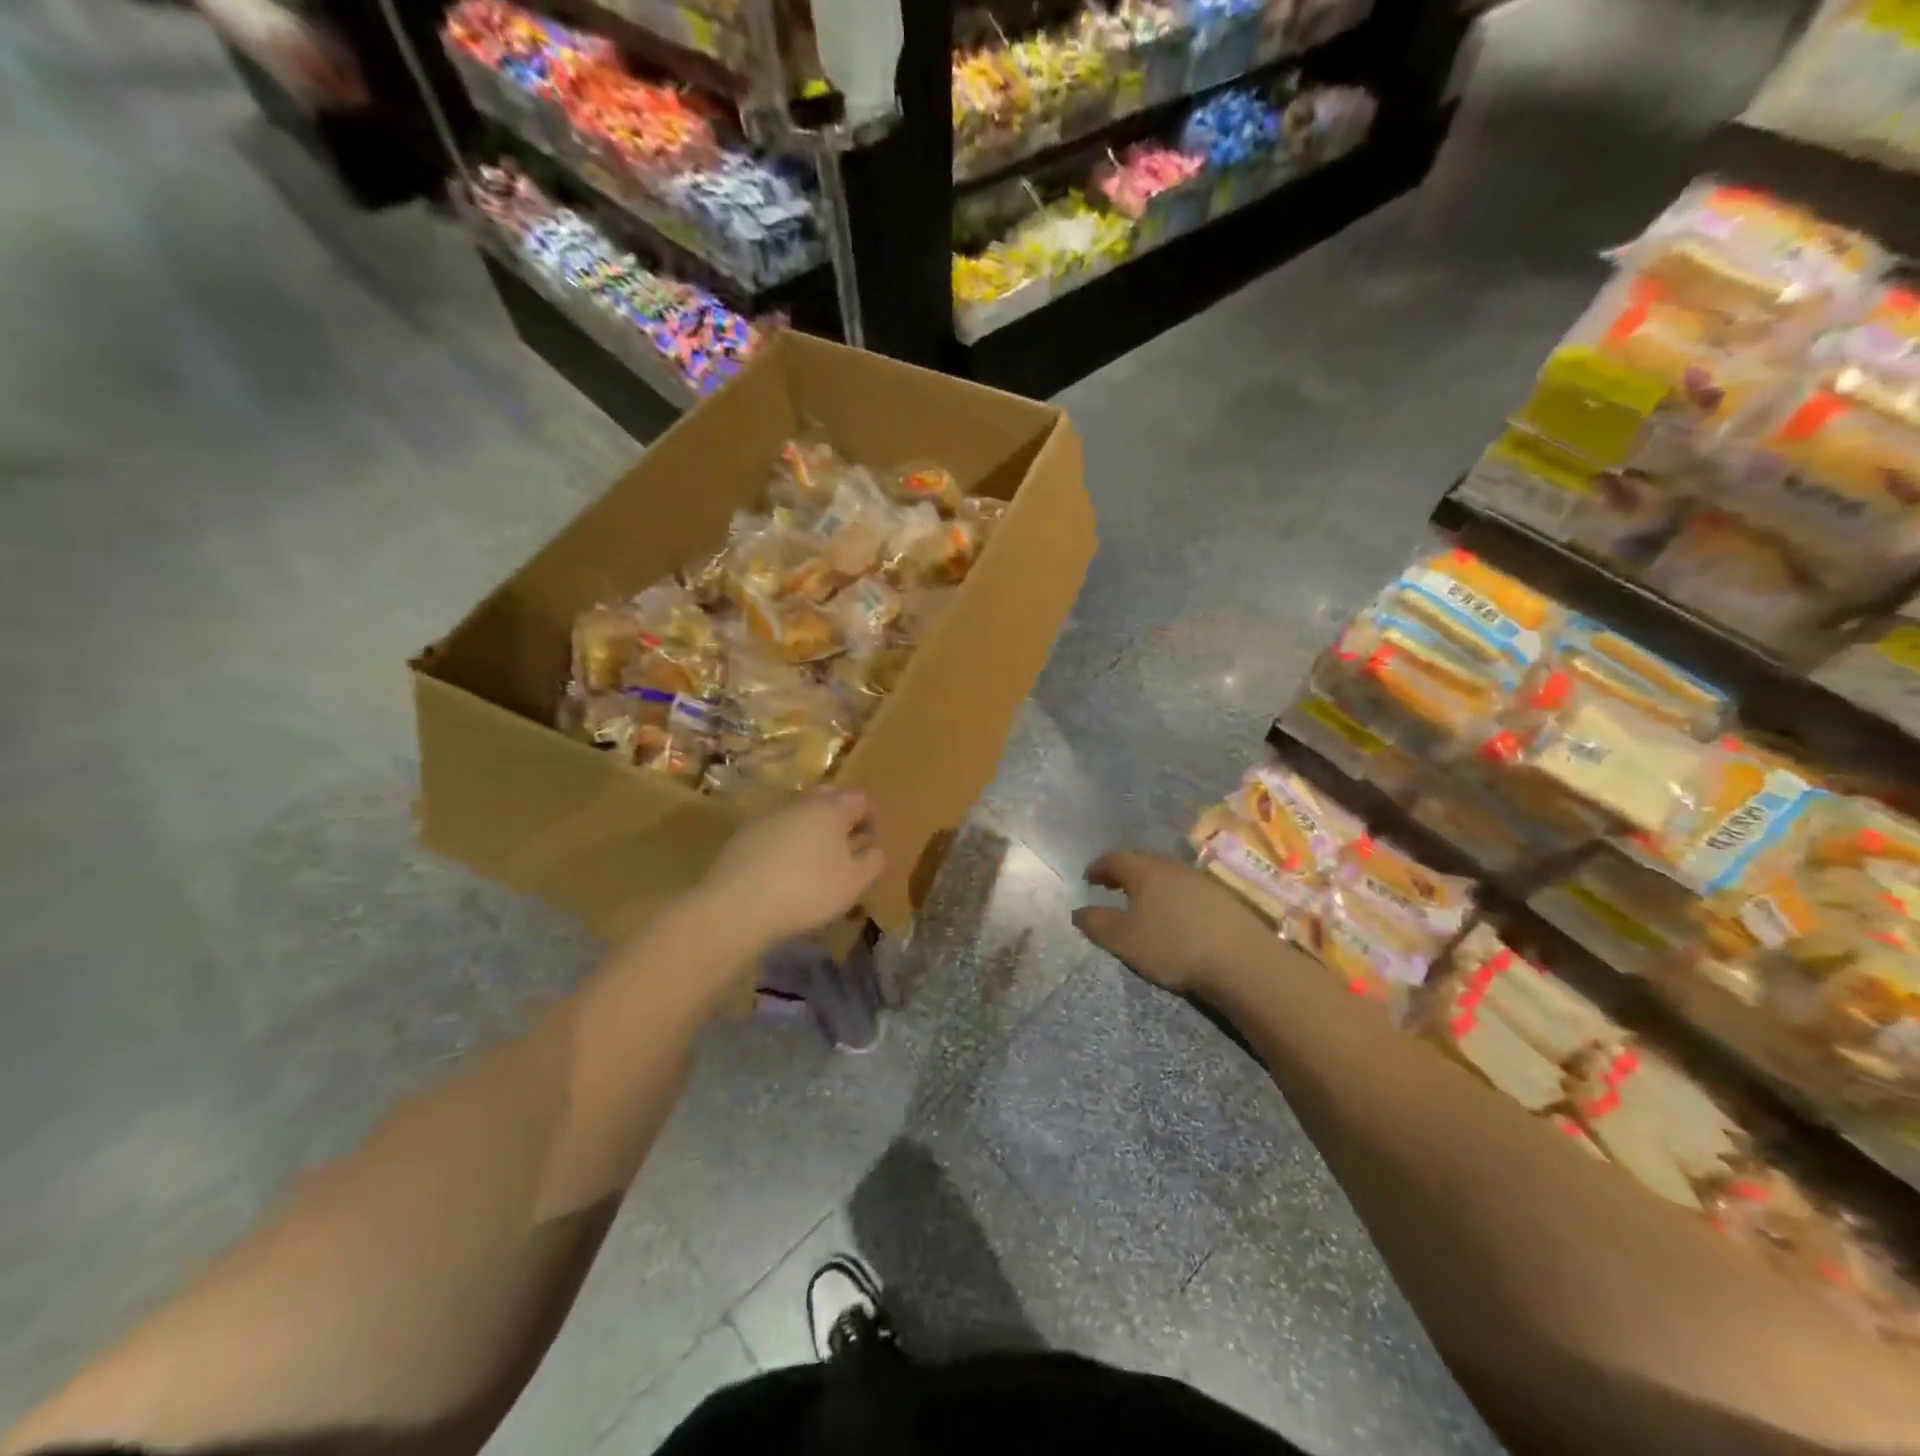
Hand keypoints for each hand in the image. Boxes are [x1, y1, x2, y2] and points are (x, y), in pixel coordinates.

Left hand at [703, 790, 883, 947]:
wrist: (736, 905)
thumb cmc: (806, 892)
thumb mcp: (854, 884)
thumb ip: (873, 862)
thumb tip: (875, 850)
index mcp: (832, 808)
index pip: (861, 800)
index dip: (871, 820)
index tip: (871, 844)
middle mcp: (801, 802)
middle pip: (828, 799)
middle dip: (840, 818)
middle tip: (844, 848)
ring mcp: (769, 814)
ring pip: (799, 813)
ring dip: (811, 829)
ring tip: (814, 861)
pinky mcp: (744, 832)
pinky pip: (776, 829)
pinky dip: (786, 841)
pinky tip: (783, 869)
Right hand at [1071, 851, 1273, 997]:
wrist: (1241, 960)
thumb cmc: (1172, 944)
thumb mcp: (1123, 939)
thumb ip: (1096, 923)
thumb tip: (1077, 911)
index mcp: (1144, 870)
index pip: (1114, 859)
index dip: (1098, 868)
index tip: (1088, 878)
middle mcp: (1171, 866)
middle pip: (1141, 862)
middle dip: (1124, 873)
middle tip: (1111, 888)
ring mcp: (1200, 880)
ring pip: (1166, 875)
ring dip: (1150, 885)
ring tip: (1141, 903)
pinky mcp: (1221, 897)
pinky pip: (1186, 889)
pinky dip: (1171, 896)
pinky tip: (1174, 916)